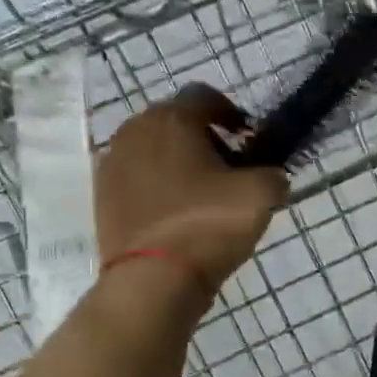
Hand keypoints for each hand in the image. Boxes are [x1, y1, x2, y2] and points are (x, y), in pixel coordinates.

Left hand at [96, 85, 287, 302]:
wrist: (152, 280)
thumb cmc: (208, 225)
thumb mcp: (261, 196)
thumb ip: (274, 175)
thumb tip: (271, 176)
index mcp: (172, 119)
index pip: (205, 97)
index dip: (232, 114)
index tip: (249, 140)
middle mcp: (134, 130)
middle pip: (176, 122)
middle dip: (204, 139)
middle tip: (228, 170)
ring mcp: (112, 164)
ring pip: (154, 151)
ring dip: (178, 164)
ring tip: (202, 196)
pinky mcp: (102, 197)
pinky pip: (138, 180)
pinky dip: (158, 188)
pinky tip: (177, 215)